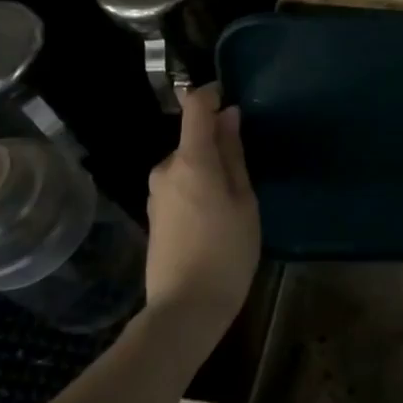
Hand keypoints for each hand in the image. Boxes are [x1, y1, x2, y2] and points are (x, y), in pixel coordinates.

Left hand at [145, 85, 260, 336]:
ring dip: (210, 168)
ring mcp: (156, 193)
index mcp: (191, 161)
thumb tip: (229, 116)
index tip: (232, 95)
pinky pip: (180, 184)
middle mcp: (166, 169)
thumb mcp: (244, 201)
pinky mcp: (154, 214)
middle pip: (193, 139)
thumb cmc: (226, 253)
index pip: (195, 107)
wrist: (184, 309)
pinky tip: (216, 216)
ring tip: (236, 199)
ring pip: (188, 164)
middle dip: (218, 143)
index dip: (212, 94)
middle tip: (248, 170)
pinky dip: (199, 187)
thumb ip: (233, 155)